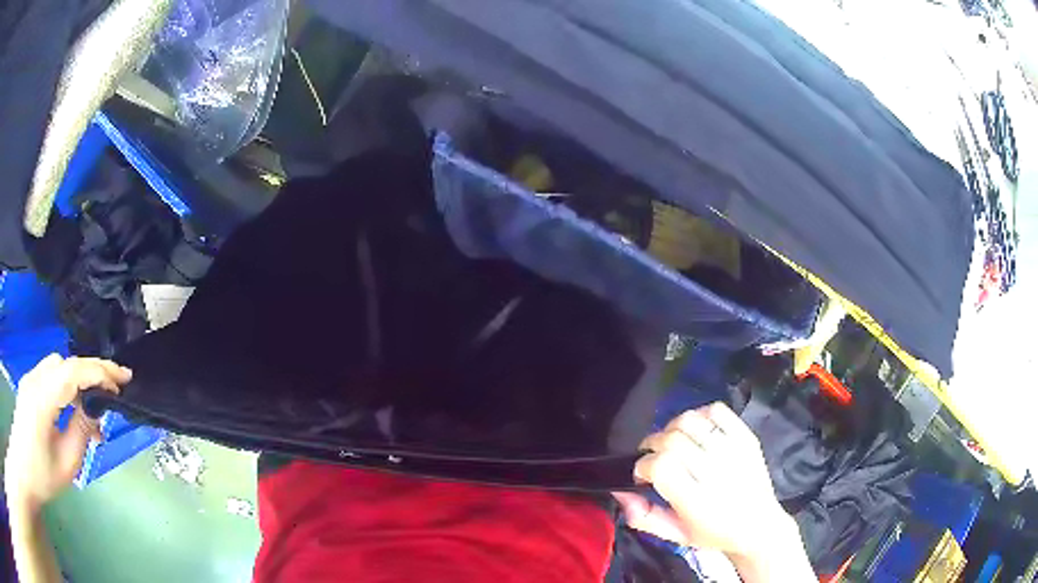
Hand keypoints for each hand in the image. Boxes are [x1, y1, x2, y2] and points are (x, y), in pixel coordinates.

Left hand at [4, 355, 130, 511]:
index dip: (99, 372)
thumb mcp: (65, 465)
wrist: (25, 466)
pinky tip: (74, 406)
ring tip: (95, 405)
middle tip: (115, 389)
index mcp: (41, 400)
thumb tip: (95, 411)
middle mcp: (34, 379)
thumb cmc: (41, 475)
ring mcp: (30, 379)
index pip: (72, 373)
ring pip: (59, 366)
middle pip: (66, 363)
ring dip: (80, 378)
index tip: (123, 381)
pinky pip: (51, 374)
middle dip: (93, 371)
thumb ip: (80, 433)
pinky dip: (68, 383)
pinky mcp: (29, 384)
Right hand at [613, 402, 790, 559]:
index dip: (643, 465)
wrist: (758, 526)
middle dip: (652, 445)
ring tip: (671, 443)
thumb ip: (644, 517)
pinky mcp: (747, 437)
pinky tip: (696, 432)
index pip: (661, 466)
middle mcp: (717, 473)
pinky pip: (717, 410)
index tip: (643, 475)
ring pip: (691, 420)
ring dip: (672, 428)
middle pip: (672, 440)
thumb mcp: (675, 536)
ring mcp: (735, 451)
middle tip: (652, 458)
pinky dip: (699, 415)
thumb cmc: (713, 533)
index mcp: (697, 502)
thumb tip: (619, 491)